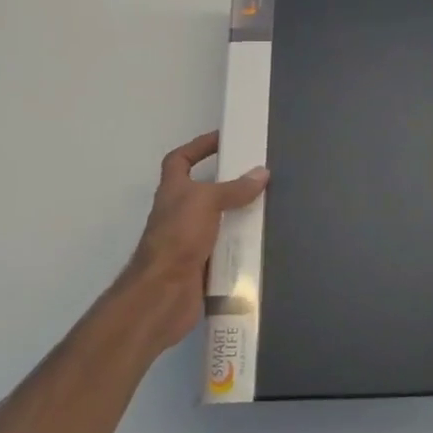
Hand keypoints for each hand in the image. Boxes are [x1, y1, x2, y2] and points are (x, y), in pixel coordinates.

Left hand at [119, 132, 267, 350]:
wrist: (163, 293)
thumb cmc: (178, 237)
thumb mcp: (206, 202)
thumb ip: (234, 189)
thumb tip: (261, 173)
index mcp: (173, 191)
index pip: (179, 160)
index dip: (197, 147)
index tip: (223, 140)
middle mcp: (179, 213)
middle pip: (204, 191)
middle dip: (229, 184)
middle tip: (259, 177)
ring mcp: (190, 240)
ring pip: (219, 221)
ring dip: (239, 216)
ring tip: (269, 207)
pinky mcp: (203, 264)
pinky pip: (227, 249)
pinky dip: (242, 245)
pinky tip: (264, 242)